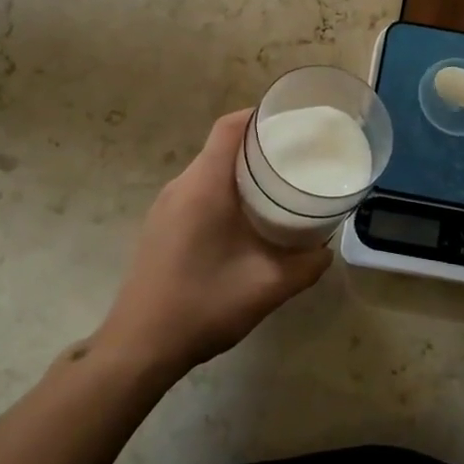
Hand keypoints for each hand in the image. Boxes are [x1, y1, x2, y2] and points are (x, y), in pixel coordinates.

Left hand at [96, 110, 331, 378]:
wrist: (138, 347)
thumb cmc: (202, 306)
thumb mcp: (267, 287)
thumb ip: (305, 265)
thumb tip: (325, 249)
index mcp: (204, 186)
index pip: (229, 128)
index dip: (259, 116)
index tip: (292, 121)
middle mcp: (181, 186)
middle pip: (221, 145)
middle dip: (258, 145)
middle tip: (296, 156)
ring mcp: (165, 206)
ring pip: (209, 170)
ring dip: (241, 170)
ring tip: (277, 185)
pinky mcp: (160, 225)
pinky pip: (197, 191)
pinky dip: (224, 191)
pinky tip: (245, 219)